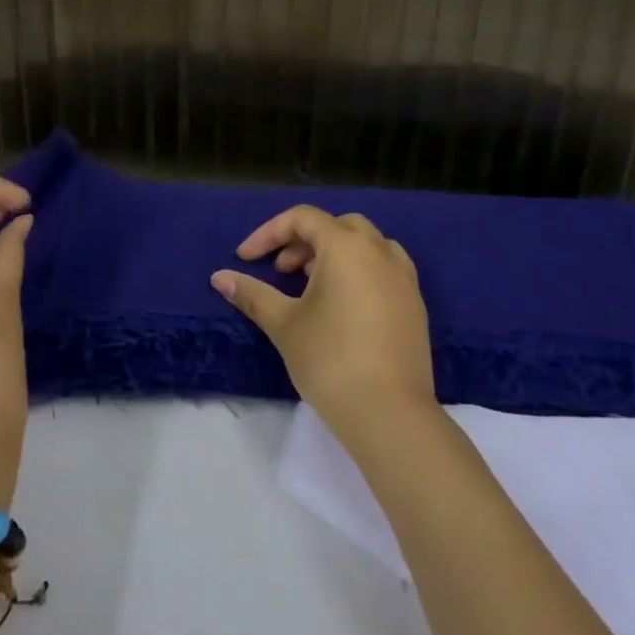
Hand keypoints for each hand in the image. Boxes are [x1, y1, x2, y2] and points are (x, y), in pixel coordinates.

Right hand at [211, 205, 435, 437]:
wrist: (390, 415)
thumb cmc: (330, 360)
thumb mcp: (284, 324)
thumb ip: (253, 294)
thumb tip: (219, 277)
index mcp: (346, 246)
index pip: (303, 219)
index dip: (269, 233)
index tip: (246, 259)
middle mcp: (379, 251)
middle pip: (337, 226)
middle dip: (303, 240)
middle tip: (282, 270)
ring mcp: (403, 278)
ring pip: (365, 244)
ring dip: (333, 253)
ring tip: (311, 284)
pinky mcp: (415, 305)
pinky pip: (384, 268)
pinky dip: (359, 270)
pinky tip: (343, 305)